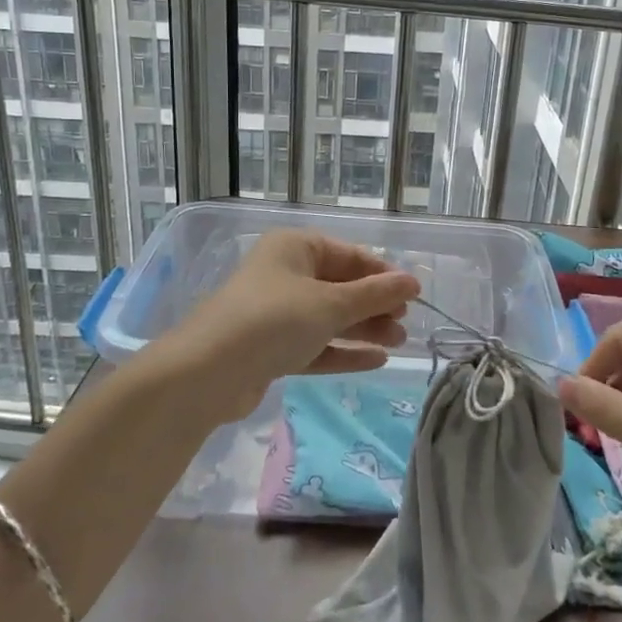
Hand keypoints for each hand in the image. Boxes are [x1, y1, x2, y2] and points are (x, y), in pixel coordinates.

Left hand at [170, 229, 420, 419]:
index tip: (414, 296)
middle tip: (406, 325)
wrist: (208, 373)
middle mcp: (284, 274)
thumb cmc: (274, 321)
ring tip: (398, 343)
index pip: (350, 255)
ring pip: (329, 317)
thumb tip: (413, 282)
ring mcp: (276, 313)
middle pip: (340, 286)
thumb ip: (375, 295)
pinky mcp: (270, 348)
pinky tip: (376, 361)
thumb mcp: (330, 304)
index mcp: (295, 248)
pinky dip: (342, 350)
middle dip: (374, 305)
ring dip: (363, 329)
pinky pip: (315, 344)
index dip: (383, 274)